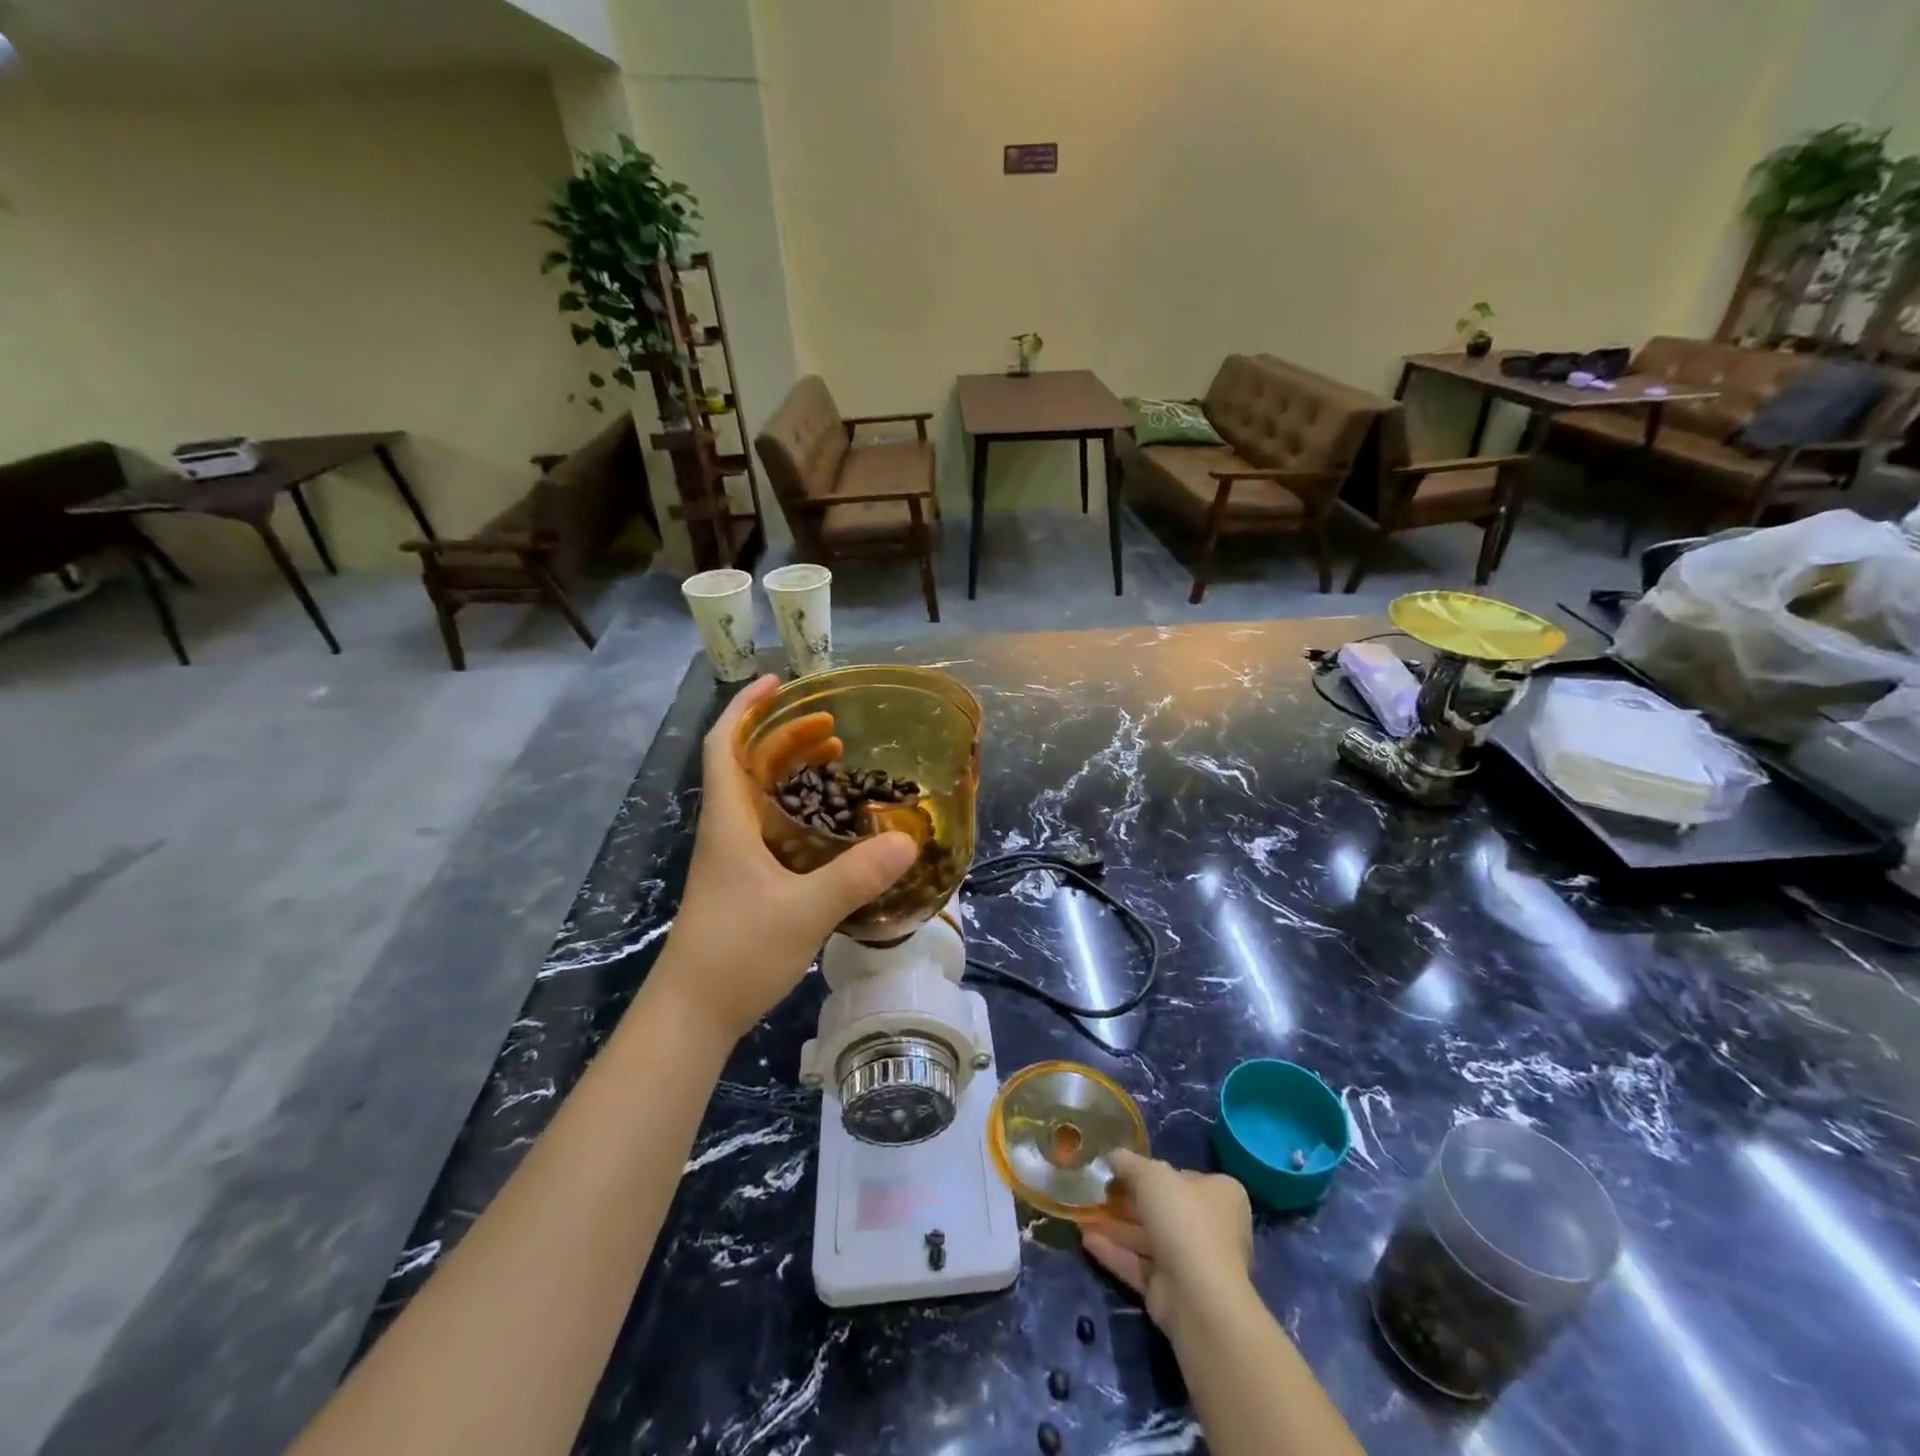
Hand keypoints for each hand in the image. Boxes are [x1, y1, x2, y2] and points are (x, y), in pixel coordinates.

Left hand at [657, 675, 917, 1041]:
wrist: (693, 1014)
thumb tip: (907, 840)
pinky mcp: (745, 884)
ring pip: (760, 797)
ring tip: (835, 762)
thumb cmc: (736, 953)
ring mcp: (734, 860)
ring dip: (792, 772)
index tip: (779, 682)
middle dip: (786, 737)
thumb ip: (855, 875)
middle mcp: (728, 831)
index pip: (726, 745)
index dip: (747, 708)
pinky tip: (828, 824)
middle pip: (749, 766)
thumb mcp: (804, 911)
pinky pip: (771, 828)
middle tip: (832, 727)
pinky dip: (798, 810)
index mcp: (730, 822)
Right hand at [1083, 1149, 1252, 1338]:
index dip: (1153, 1171)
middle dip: (1126, 1201)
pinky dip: (1115, 1252)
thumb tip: (1113, 1156)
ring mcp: (1191, 1262)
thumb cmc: (1183, 1220)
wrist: (1198, 1297)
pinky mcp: (1172, 1290)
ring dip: (1115, 1226)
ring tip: (1081, 1214)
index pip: (1184, 1176)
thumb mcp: (1152, 1175)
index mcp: (1220, 1195)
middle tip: (1095, 1190)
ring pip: (1147, 1238)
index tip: (1121, 1169)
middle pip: (1162, 1208)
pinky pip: (1139, 1265)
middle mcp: (1210, 1227)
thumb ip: (1130, 1163)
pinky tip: (1086, 1240)